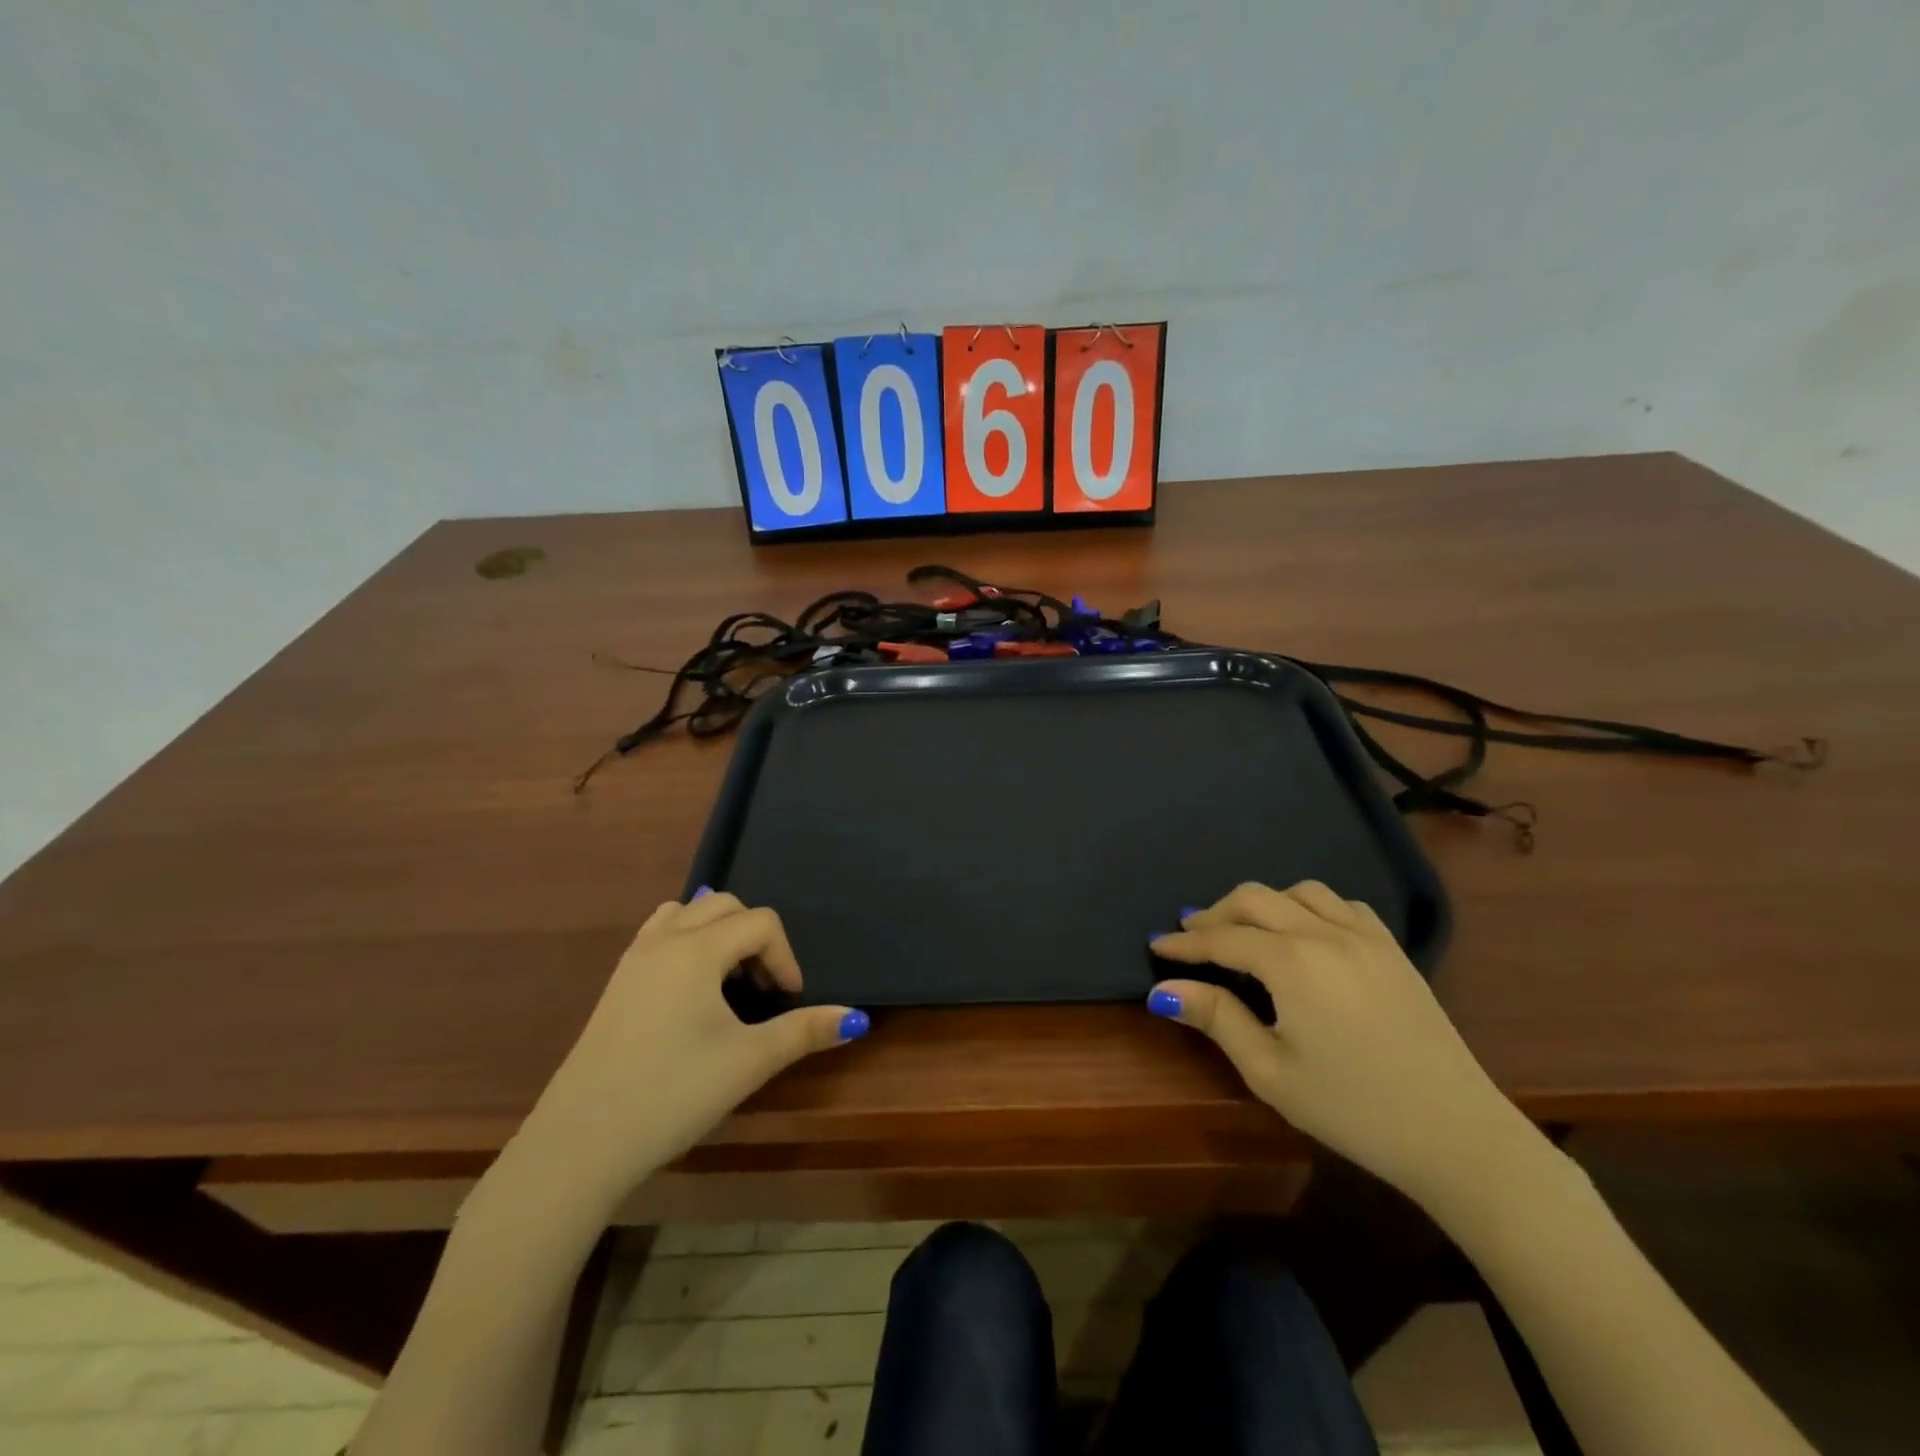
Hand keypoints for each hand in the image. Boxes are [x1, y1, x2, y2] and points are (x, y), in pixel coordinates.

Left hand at [518, 892, 865, 1210]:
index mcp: (697, 950)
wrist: (580, 1142)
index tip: (788, 1001)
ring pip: (687, 912)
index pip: (761, 923)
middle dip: (755, 938)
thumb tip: (857, 1019)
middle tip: (761, 989)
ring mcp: (634, 958)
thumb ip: (805, 1031)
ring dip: (719, 932)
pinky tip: (690, 990)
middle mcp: (664, 940)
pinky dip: (686, 940)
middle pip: (726, 906)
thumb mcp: (748, 1062)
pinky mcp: (616, 981)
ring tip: (728, 980)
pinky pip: (659, 932)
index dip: (785, 957)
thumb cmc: (672, 1094)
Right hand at [1147, 881, 1540, 1210]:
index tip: (1155, 945)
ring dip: (1263, 903)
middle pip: (1256, 899)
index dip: (1184, 942)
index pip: (1222, 938)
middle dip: (1216, 913)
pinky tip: (1305, 932)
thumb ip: (1216, 1018)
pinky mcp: (1393, 950)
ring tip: (1245, 930)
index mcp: (1291, 961)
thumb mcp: (1270, 1071)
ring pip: (1300, 891)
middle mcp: (1325, 933)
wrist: (1457, 1135)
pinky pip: (1342, 904)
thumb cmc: (1353, 1109)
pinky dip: (1310, 906)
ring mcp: (1365, 936)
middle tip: (1192, 937)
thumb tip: (1163, 991)